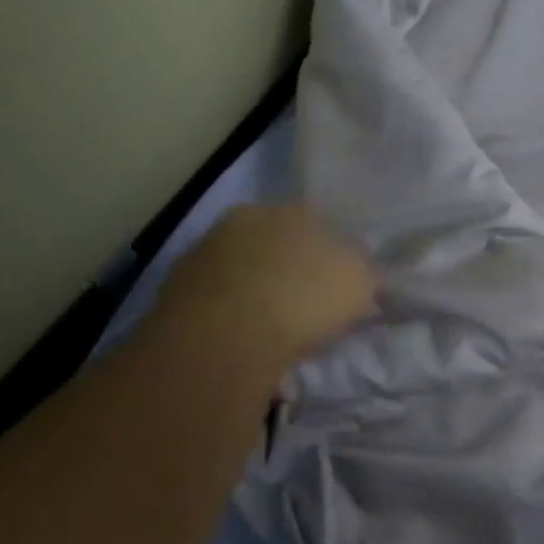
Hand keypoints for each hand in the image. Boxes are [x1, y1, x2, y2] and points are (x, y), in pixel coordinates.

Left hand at [155, 205, 376, 366]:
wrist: (224, 334)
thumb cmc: (304, 299)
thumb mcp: (360, 284)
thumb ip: (365, 273)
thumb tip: (363, 273)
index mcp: (297, 209)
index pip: (320, 223)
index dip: (331, 254)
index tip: (336, 284)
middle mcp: (251, 216)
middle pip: (277, 240)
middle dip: (289, 265)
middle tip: (302, 303)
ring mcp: (209, 246)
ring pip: (243, 264)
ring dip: (255, 285)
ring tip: (268, 324)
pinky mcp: (178, 282)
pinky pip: (215, 293)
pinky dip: (227, 308)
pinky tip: (237, 334)